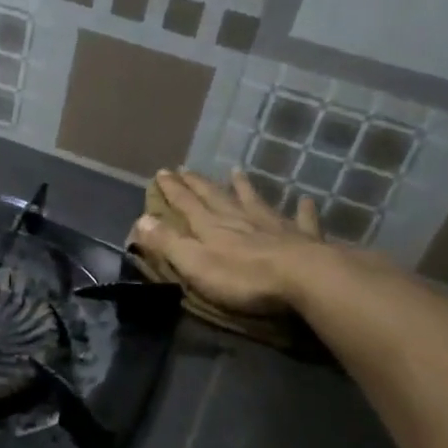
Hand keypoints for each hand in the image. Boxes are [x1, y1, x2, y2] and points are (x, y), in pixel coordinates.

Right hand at [128, 168, 329, 315]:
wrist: (304, 278)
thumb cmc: (243, 277)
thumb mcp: (195, 263)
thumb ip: (168, 242)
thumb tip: (141, 219)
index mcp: (211, 227)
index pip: (186, 204)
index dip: (172, 189)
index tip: (161, 172)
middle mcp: (240, 219)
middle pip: (215, 197)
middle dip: (198, 184)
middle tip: (186, 168)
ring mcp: (273, 226)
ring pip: (254, 201)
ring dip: (244, 187)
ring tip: (236, 171)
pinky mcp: (302, 238)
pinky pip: (301, 220)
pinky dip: (302, 210)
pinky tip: (306, 200)